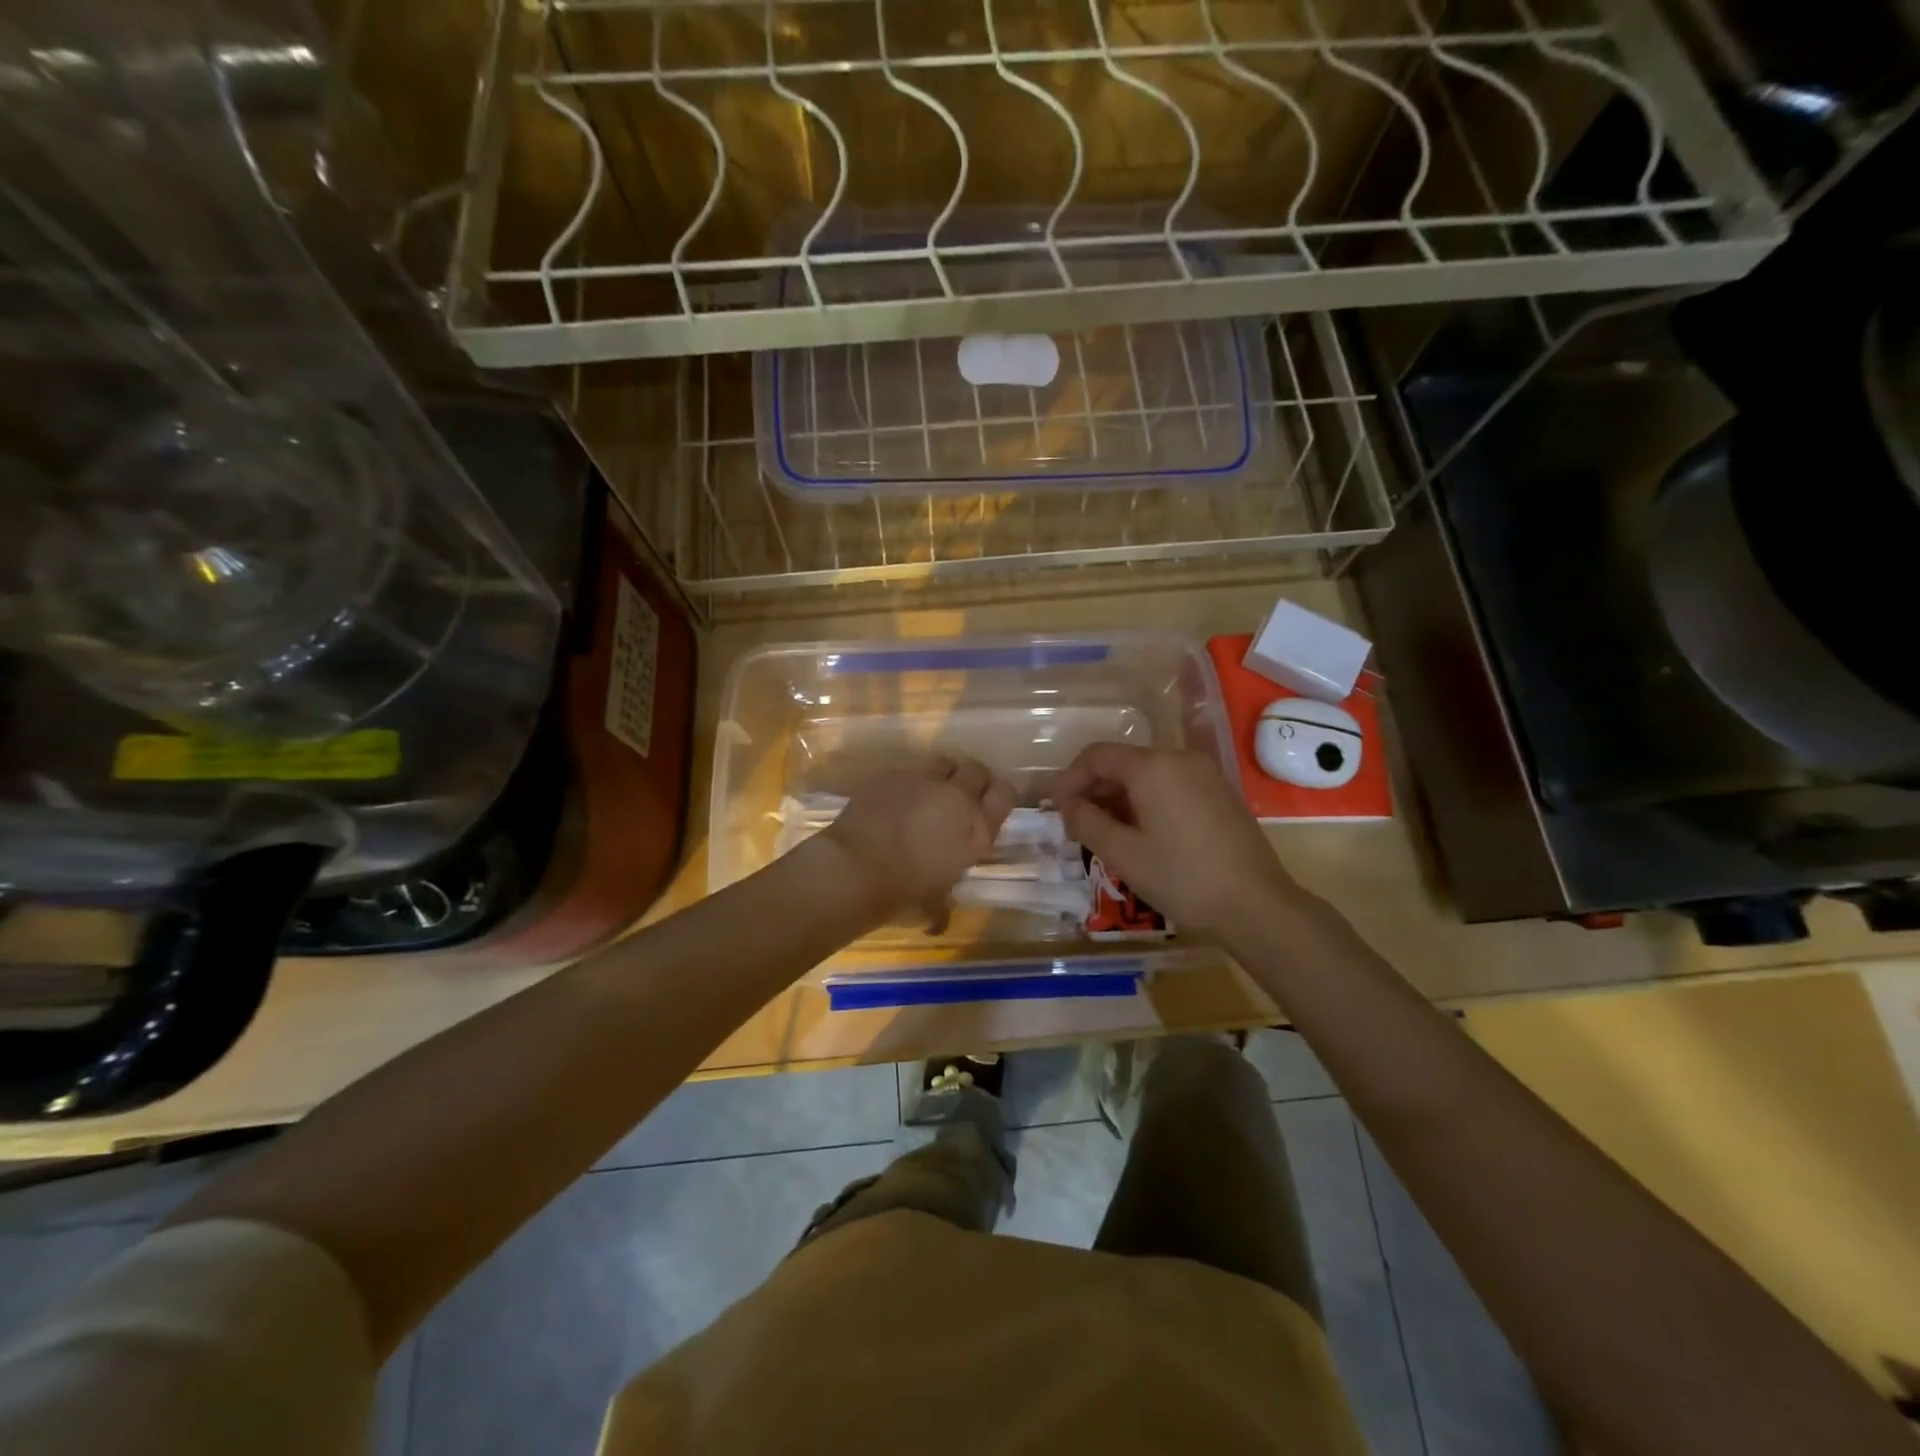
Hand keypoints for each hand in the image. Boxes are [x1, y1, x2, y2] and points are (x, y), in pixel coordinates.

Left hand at [819, 757, 1016, 931]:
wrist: (855, 868)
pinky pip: (908, 770)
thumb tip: (939, 919)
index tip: (990, 805)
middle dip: (971, 780)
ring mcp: (923, 779)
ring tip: (928, 792)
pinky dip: (907, 782)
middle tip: (960, 797)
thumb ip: (944, 904)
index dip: (1000, 796)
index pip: (1006, 794)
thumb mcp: (934, 904)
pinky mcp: (892, 773)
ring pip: (943, 762)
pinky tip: (895, 799)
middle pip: (976, 770)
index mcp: (977, 828)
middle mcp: (956, 796)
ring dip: (941, 775)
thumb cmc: (903, 893)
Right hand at [1052, 744, 1312, 939]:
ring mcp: (1205, 774)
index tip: (1055, 809)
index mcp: (1152, 767)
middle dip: (1094, 788)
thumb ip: (1086, 822)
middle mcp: (1179, 758)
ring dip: (1120, 796)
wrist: (1257, 905)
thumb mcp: (1122, 853)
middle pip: (1123, 762)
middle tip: (1077, 824)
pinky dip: (1147, 801)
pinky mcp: (1220, 793)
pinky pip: (1171, 785)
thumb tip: (1066, 804)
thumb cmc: (1182, 878)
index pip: (1097, 756)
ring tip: (1106, 832)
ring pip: (1148, 775)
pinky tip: (1142, 833)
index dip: (1069, 779)